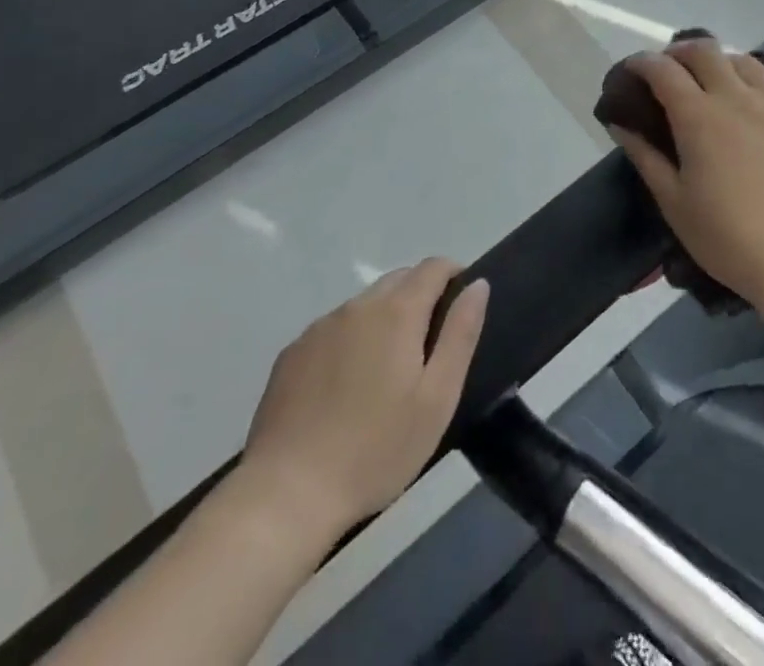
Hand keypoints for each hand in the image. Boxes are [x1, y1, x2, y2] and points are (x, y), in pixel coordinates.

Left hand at [236, 259, 488, 535]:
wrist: (286, 495)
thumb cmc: (376, 450)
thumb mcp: (437, 398)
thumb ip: (460, 334)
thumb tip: (477, 285)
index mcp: (397, 312)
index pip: (433, 267)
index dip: (453, 275)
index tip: (461, 304)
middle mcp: (357, 306)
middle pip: (398, 280)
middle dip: (420, 297)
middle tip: (428, 348)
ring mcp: (319, 328)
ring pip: (364, 306)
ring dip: (383, 321)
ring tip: (385, 374)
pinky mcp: (292, 354)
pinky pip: (333, 331)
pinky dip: (349, 343)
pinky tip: (345, 390)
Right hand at [608, 37, 763, 311]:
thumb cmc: (725, 237)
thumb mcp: (673, 201)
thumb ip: (644, 155)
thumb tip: (619, 122)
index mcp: (698, 115)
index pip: (662, 70)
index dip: (641, 63)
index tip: (631, 70)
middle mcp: (737, 96)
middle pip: (705, 51)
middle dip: (680, 52)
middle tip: (670, 71)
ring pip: (747, 61)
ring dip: (723, 62)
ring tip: (716, 80)